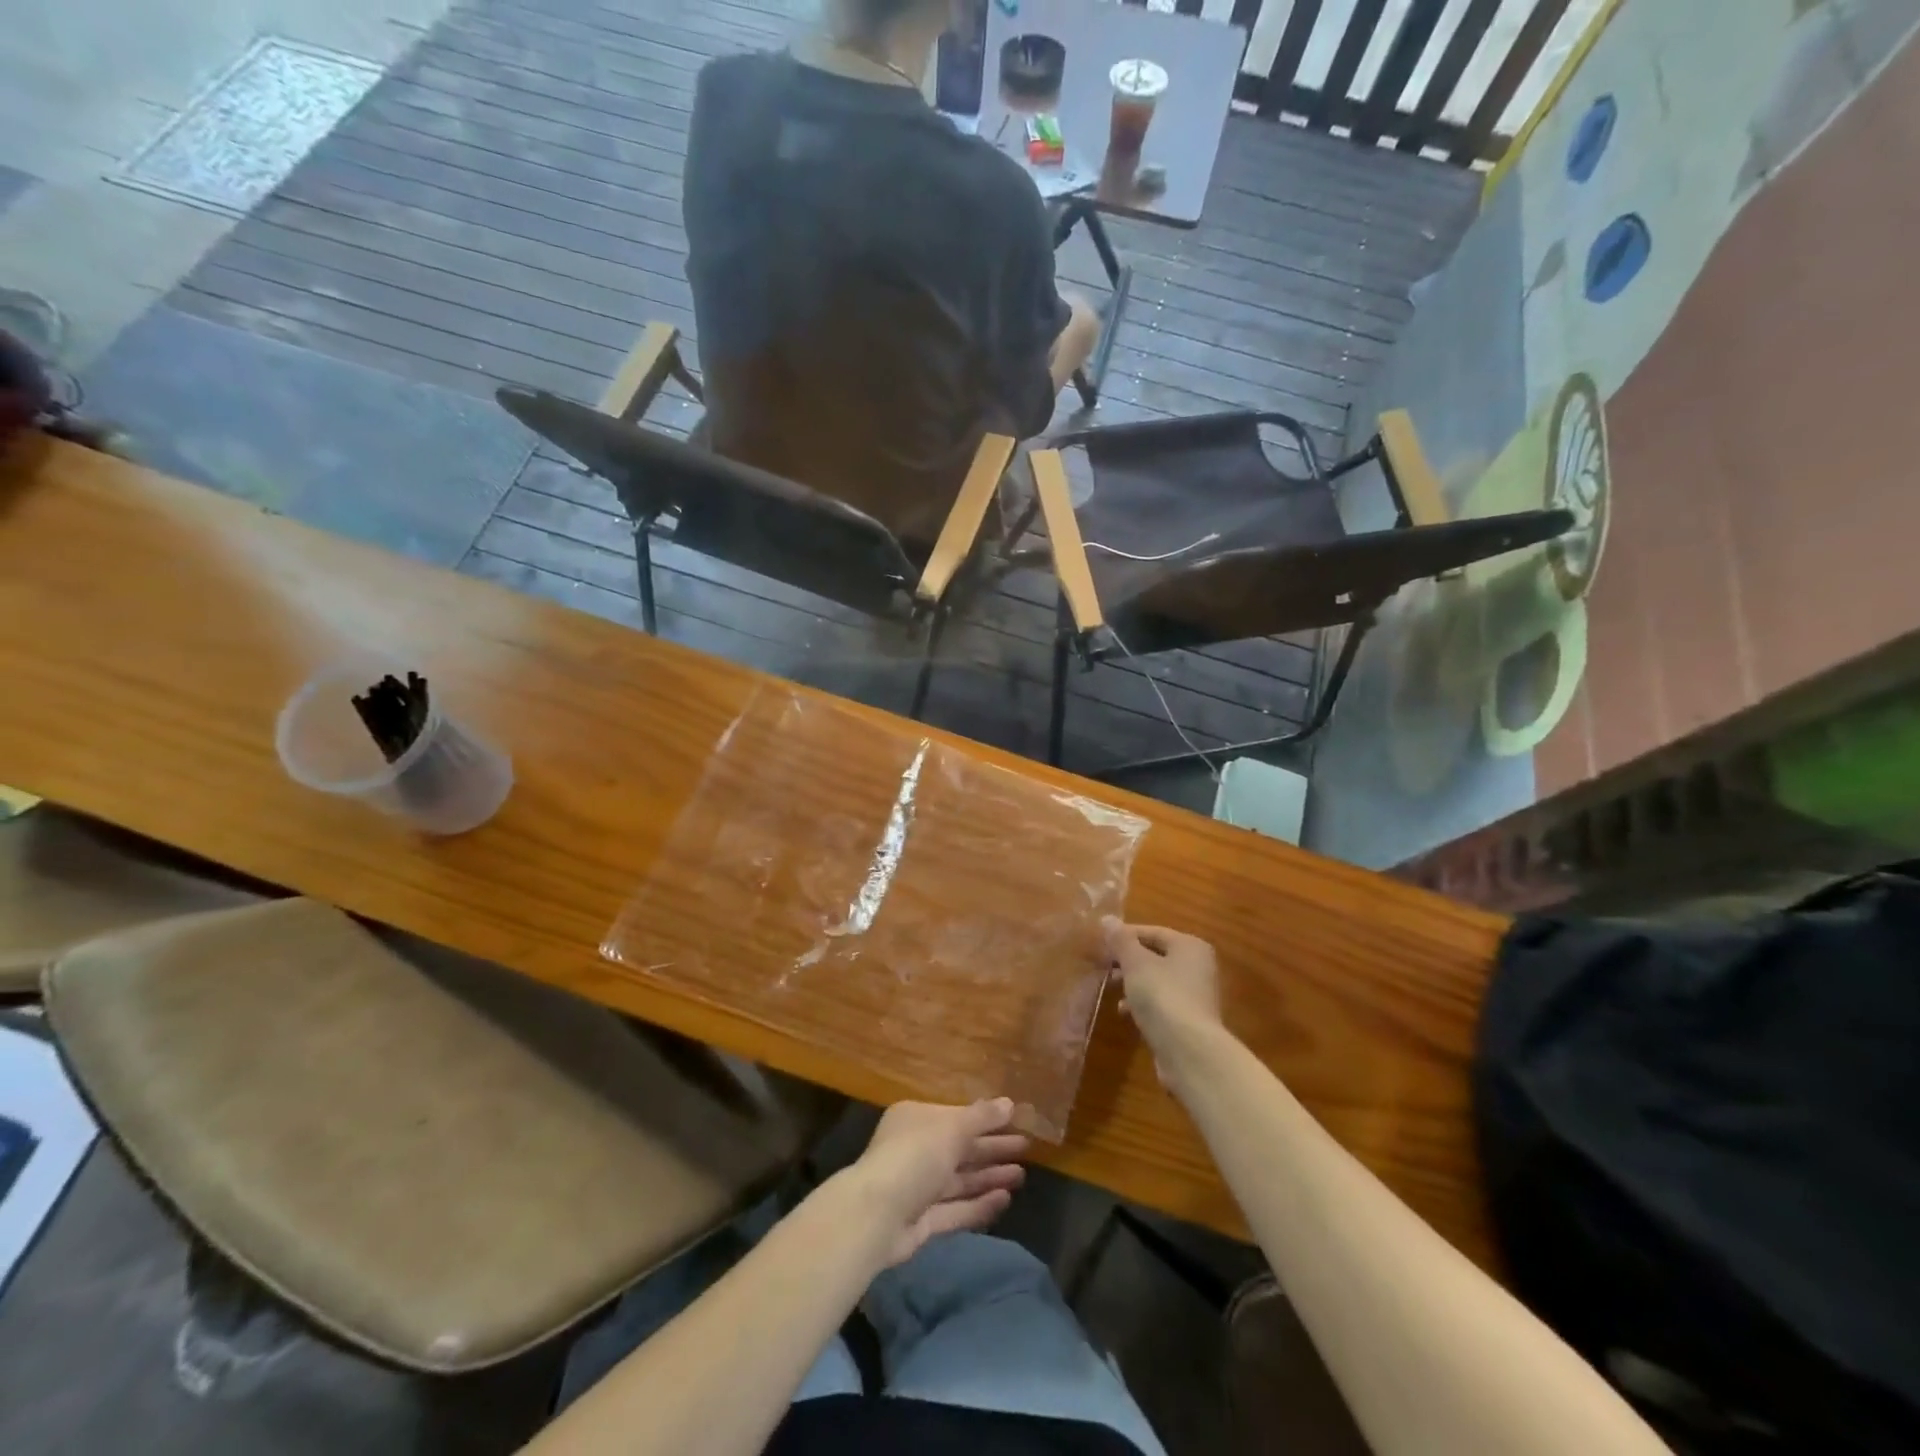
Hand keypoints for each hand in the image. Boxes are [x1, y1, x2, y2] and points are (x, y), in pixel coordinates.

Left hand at [844, 1100, 1029, 1267]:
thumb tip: (1010, 1103)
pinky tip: (1005, 1199)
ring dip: (990, 1176)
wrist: (876, 1216)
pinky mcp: (922, 1221)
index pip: (957, 1117)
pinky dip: (979, 1204)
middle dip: (992, 1149)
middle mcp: (916, 1150)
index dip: (986, 1120)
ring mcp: (918, 1187)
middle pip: (960, 1148)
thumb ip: (982, 1117)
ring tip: (1022, 1175)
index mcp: (916, 1119)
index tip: (1015, 1121)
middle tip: (1027, 1148)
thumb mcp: (952, 1128)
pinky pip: (955, 1209)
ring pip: (960, 1179)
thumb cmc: (915, 1156)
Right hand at [1105, 921, 1223, 1066]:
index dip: (1125, 935)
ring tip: (1111, 988)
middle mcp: (1198, 967)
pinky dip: (1143, 1003)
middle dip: (1127, 960)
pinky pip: (1161, 1003)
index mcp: (1190, 947)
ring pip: (1157, 980)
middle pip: (1156, 956)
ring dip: (1133, 982)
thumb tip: (1107, 919)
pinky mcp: (1189, 1021)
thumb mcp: (1136, 963)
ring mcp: (1196, 996)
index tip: (1100, 943)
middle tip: (1103, 965)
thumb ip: (1121, 941)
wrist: (1189, 1051)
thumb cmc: (1162, 996)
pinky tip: (1125, 1012)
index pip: (1153, 931)